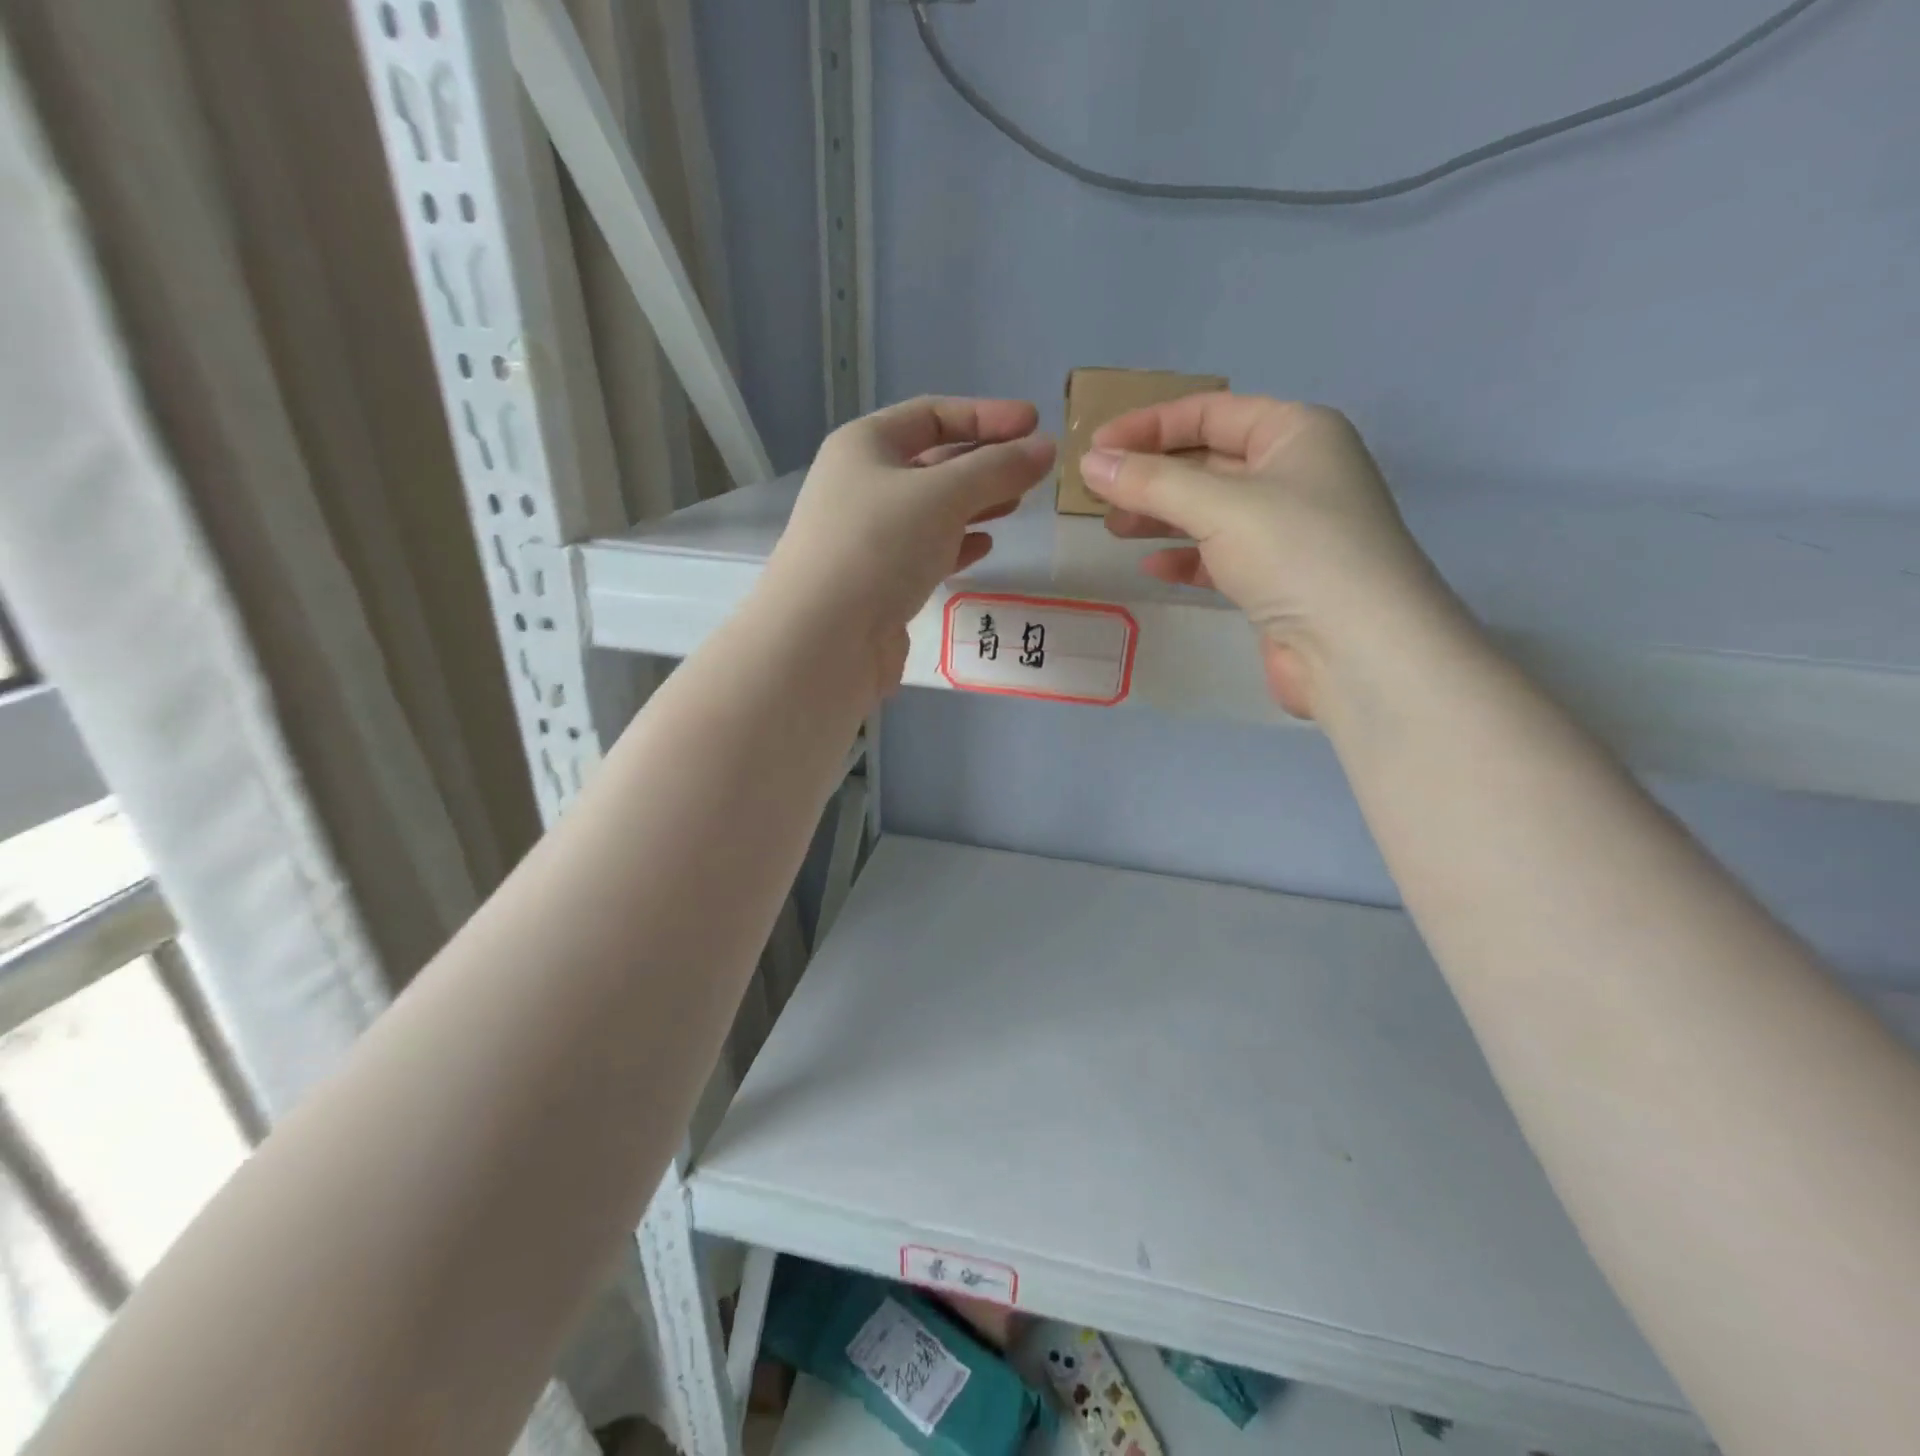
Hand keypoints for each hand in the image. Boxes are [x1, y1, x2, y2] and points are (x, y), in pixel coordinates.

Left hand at [764, 396, 1055, 690]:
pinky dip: (956, 545)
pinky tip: (985, 546)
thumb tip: (1045, 448)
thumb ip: (998, 469)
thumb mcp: (943, 495)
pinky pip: (925, 552)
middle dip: (984, 462)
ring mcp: (868, 537)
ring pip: (932, 511)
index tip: (1034, 423)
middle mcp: (862, 486)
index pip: (931, 415)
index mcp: (864, 446)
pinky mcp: (879, 583)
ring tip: (1017, 504)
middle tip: (1034, 469)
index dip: (985, 415)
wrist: (824, 639)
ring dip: (975, 504)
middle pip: (933, 463)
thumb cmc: (879, 546)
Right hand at [1080, 393, 1458, 718]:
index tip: (1096, 448)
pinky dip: (1185, 558)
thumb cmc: (1296, 552)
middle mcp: (1295, 474)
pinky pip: (1220, 556)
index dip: (1149, 426)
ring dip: (1160, 517)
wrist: (1358, 649)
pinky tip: (1152, 566)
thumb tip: (1091, 464)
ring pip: (1210, 511)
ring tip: (1112, 529)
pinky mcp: (1277, 579)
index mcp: (1296, 433)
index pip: (1211, 412)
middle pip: (1207, 462)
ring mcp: (1288, 530)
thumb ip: (1151, 482)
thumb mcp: (1219, 505)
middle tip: (1096, 494)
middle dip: (1151, 475)